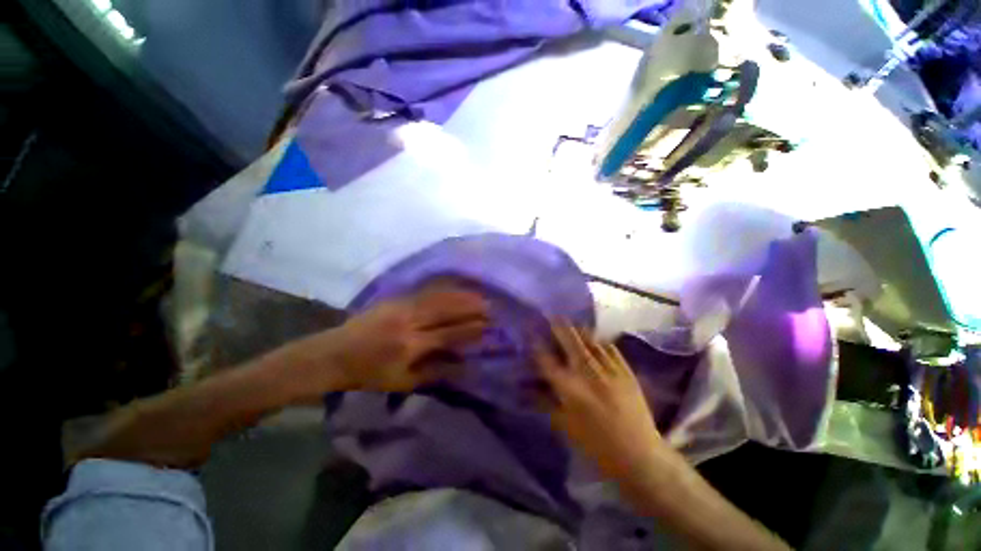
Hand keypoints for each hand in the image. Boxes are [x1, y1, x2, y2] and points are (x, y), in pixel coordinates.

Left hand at [325, 286, 489, 391]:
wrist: (334, 354)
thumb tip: (464, 365)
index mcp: (411, 345)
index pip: (449, 334)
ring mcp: (402, 306)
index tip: (489, 325)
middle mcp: (410, 322)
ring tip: (479, 294)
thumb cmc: (369, 375)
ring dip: (460, 295)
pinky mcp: (395, 299)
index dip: (471, 329)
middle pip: (447, 311)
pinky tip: (455, 287)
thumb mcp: (403, 383)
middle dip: (471, 307)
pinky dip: (444, 289)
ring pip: (438, 298)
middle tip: (490, 305)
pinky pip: (425, 292)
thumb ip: (435, 372)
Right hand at [534, 324, 660, 479]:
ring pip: (590, 340)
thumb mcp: (565, 426)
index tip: (532, 333)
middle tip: (552, 316)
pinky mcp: (626, 370)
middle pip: (570, 341)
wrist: (639, 454)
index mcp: (569, 389)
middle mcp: (587, 373)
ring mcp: (609, 369)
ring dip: (578, 330)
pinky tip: (595, 339)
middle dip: (558, 326)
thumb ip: (545, 403)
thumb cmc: (596, 444)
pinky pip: (610, 348)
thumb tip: (528, 388)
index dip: (537, 344)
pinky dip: (599, 341)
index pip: (547, 359)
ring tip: (571, 323)